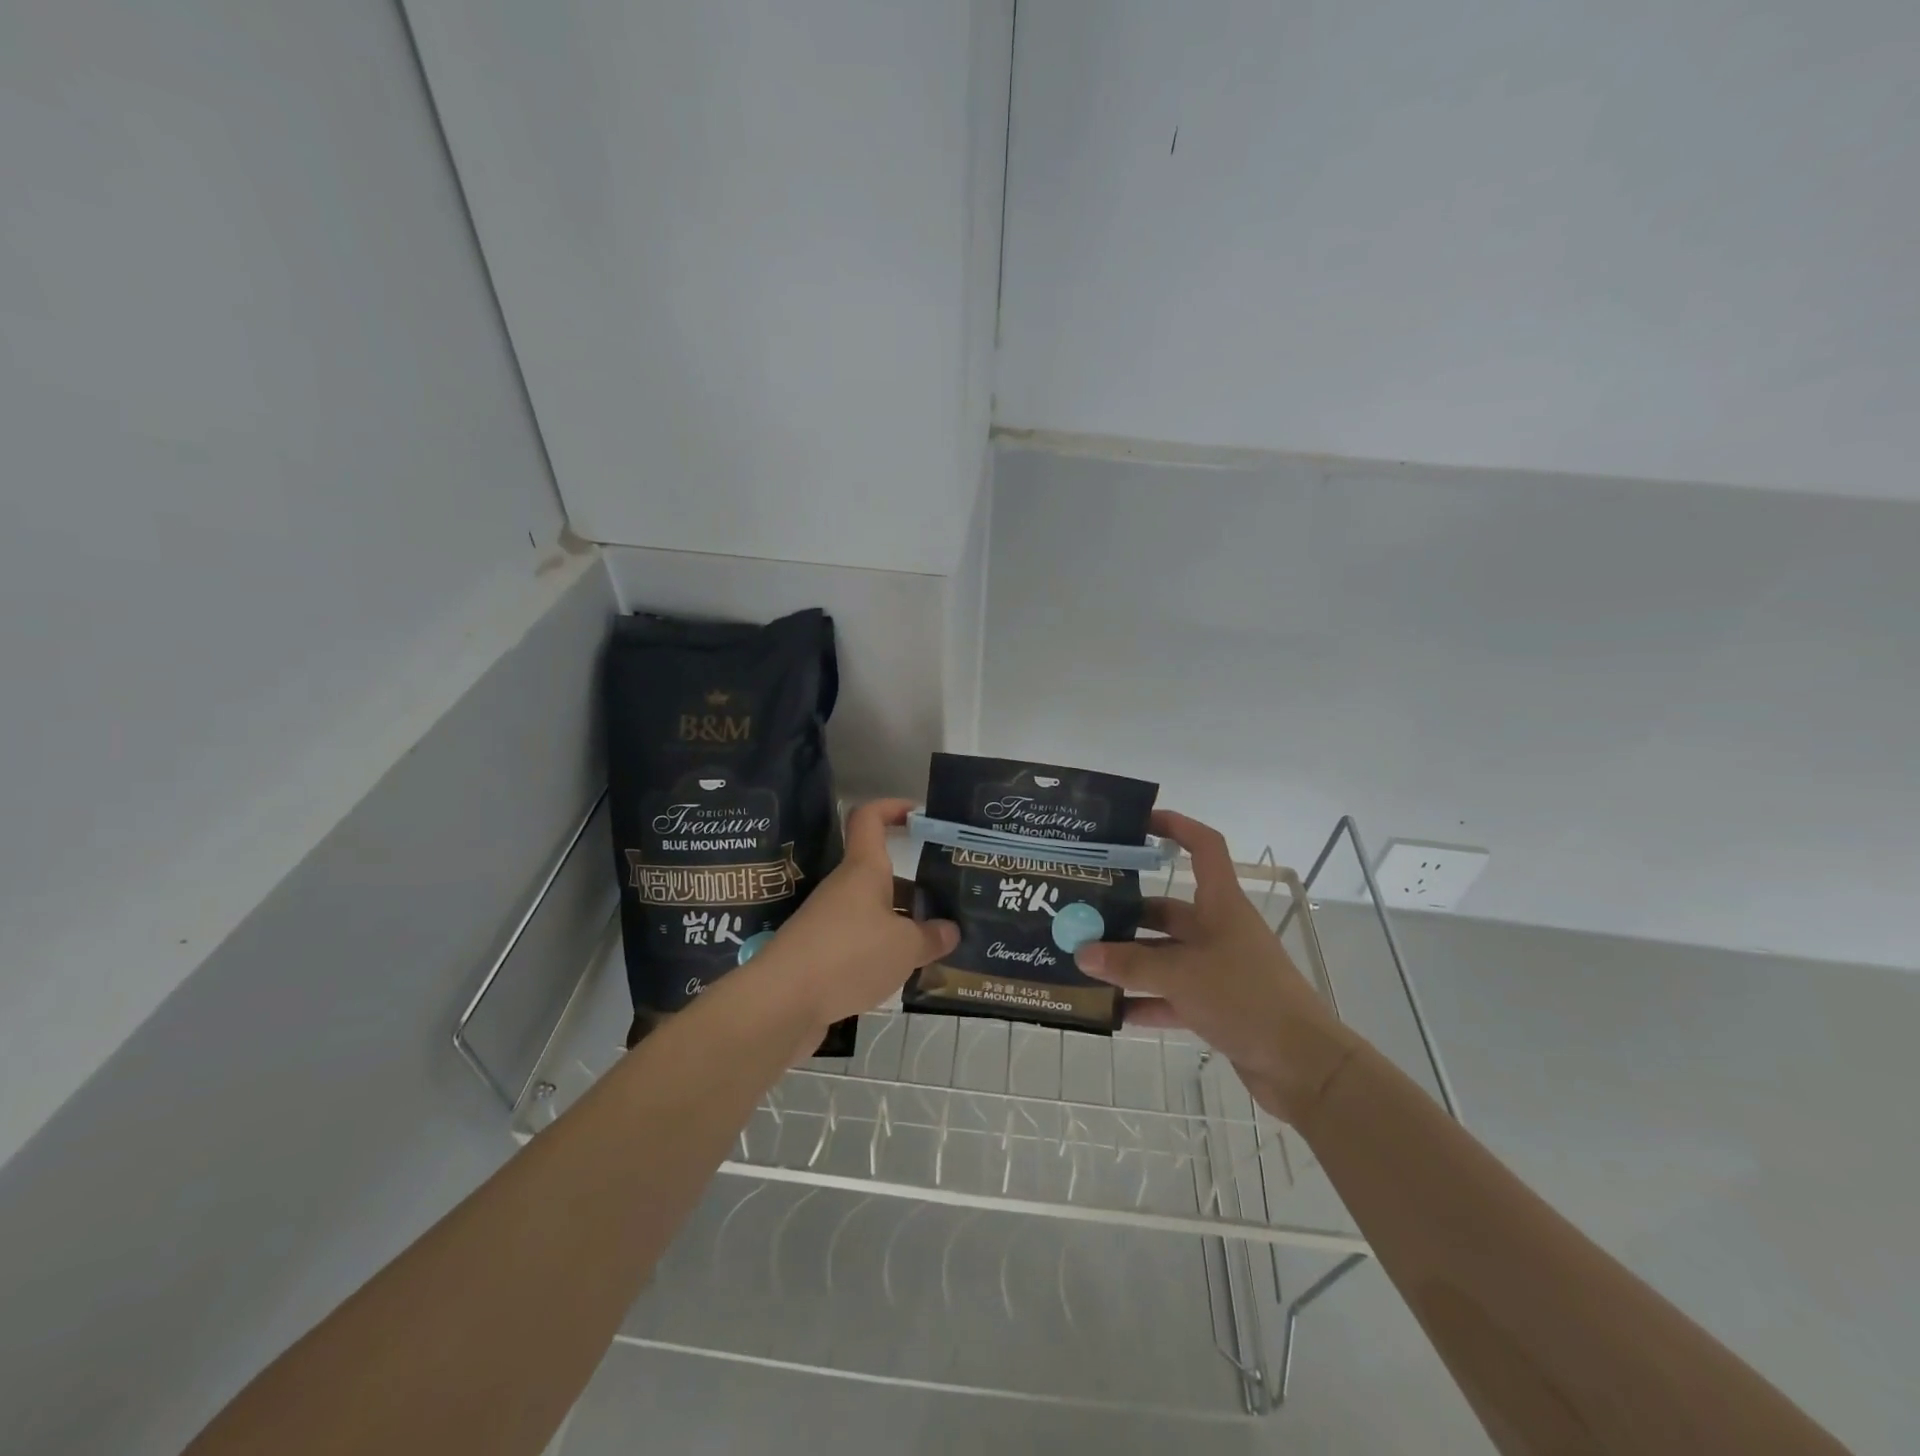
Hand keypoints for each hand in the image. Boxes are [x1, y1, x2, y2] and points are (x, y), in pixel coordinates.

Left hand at [753, 798, 958, 1031]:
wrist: (782, 1002)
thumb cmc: (849, 956)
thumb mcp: (905, 947)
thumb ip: (931, 937)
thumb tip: (950, 930)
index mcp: (864, 870)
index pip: (870, 819)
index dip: (893, 808)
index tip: (920, 815)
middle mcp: (845, 888)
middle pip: (882, 873)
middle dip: (916, 885)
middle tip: (950, 901)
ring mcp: (830, 921)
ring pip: (875, 911)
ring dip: (903, 923)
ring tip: (938, 943)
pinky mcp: (822, 954)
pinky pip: (862, 941)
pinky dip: (884, 951)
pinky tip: (905, 973)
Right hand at [1074, 810, 1360, 1124]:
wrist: (1303, 1066)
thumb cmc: (1246, 999)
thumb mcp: (1182, 975)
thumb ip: (1130, 964)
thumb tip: (1081, 953)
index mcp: (1221, 905)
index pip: (1204, 848)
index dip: (1176, 827)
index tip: (1138, 823)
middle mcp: (1218, 930)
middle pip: (1168, 909)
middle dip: (1128, 912)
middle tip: (1082, 914)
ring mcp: (1218, 969)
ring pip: (1165, 954)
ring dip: (1130, 960)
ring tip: (1085, 962)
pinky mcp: (1217, 1006)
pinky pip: (1171, 995)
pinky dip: (1144, 1000)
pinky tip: (1110, 1010)